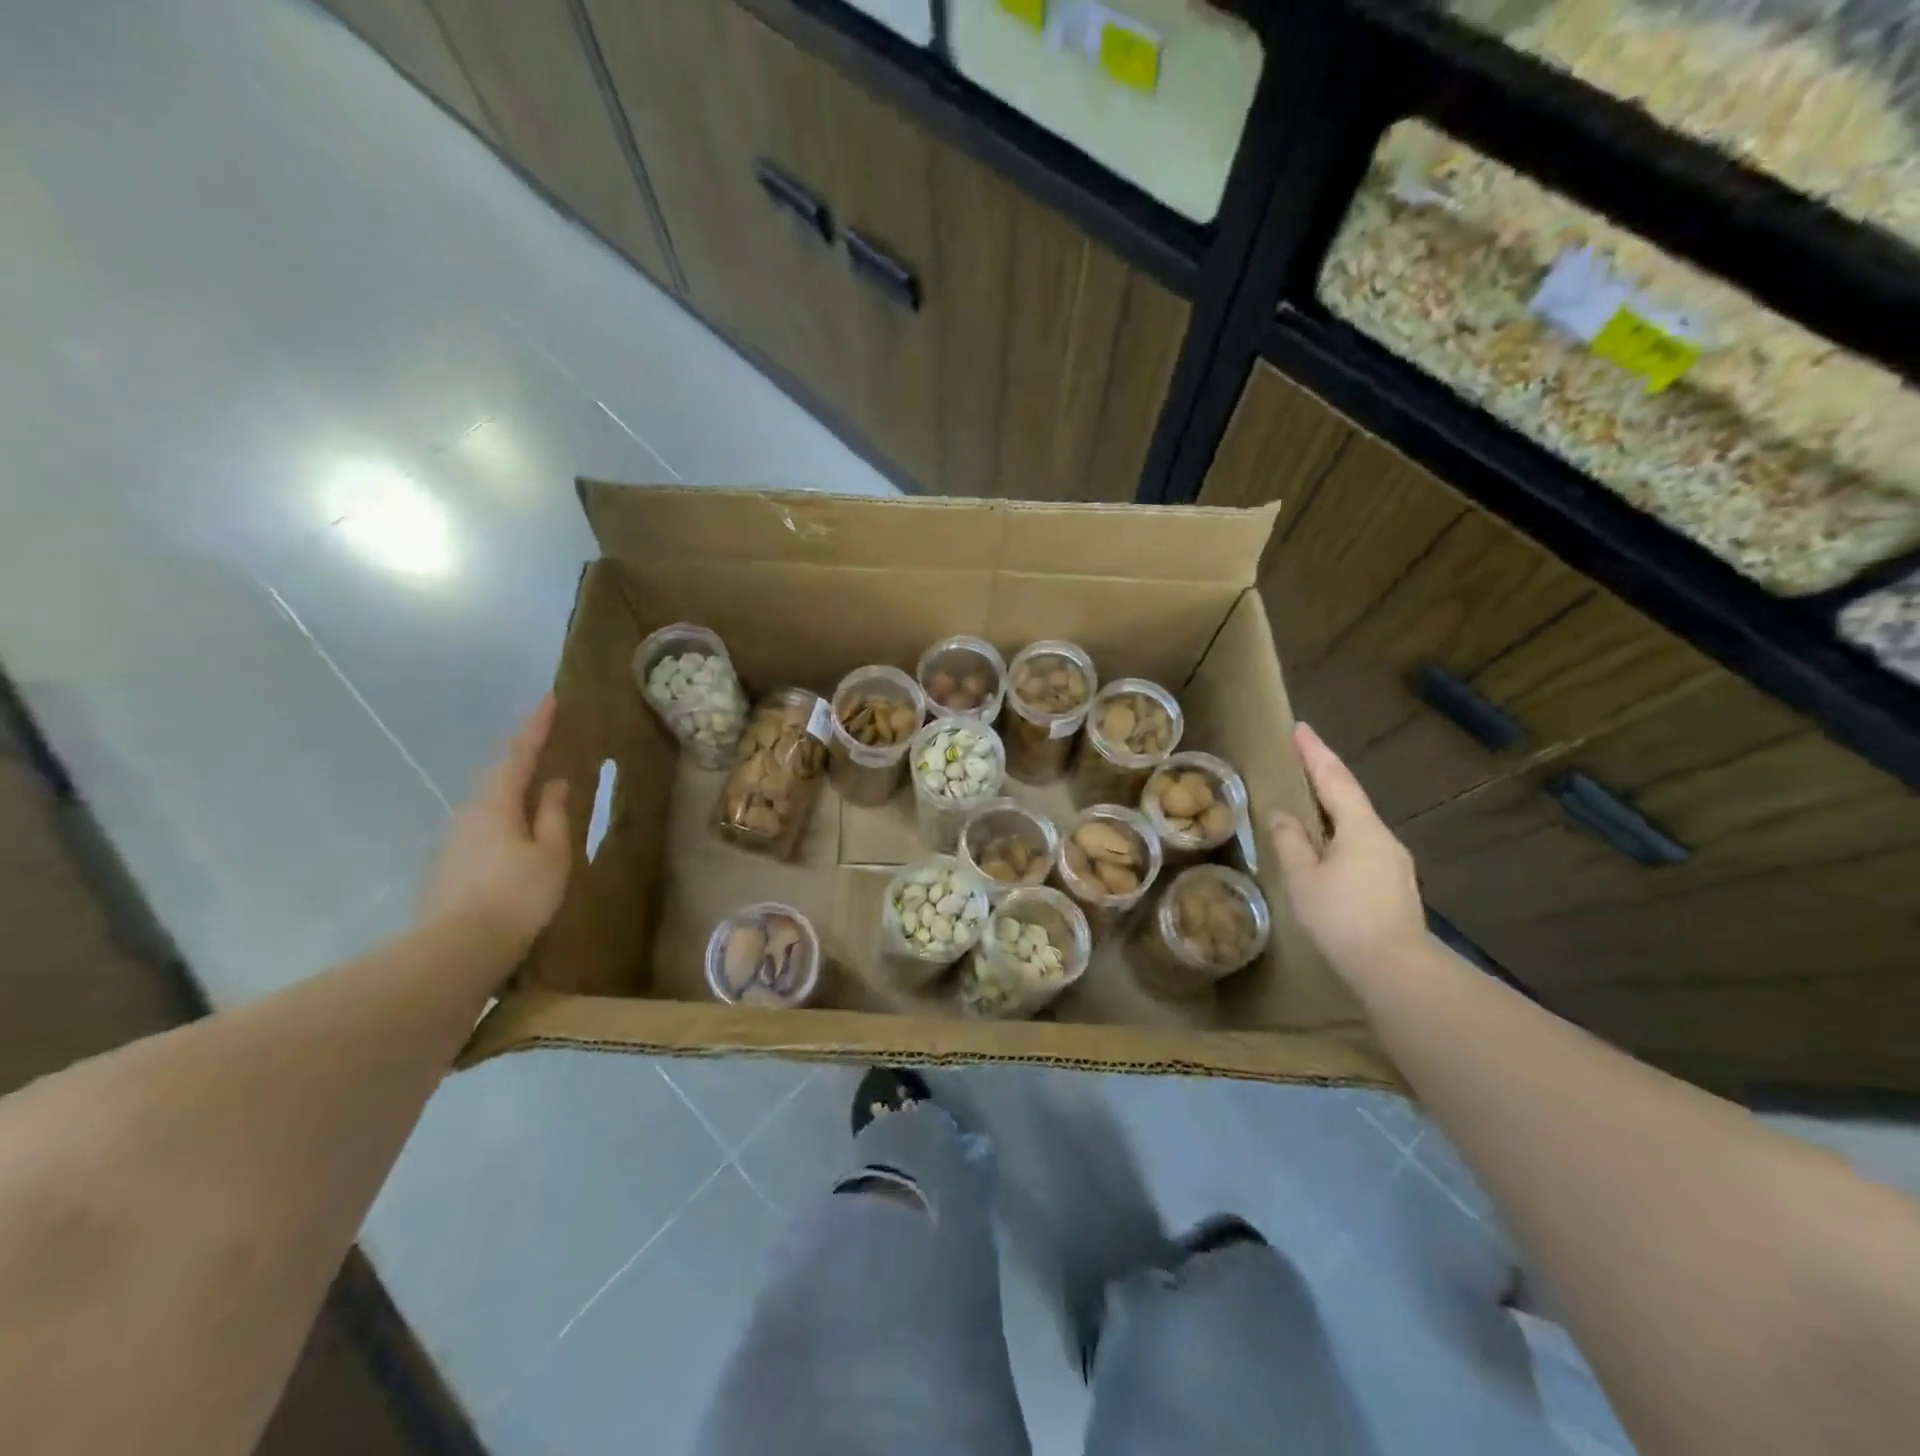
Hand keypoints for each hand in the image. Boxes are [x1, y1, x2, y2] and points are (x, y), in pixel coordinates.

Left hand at [417, 696, 570, 955]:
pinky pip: (486, 827)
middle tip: (549, 741)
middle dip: (524, 756)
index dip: (537, 725)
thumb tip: (554, 782)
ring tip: (540, 788)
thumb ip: (553, 814)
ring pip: (491, 803)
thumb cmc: (516, 896)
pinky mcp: (451, 865)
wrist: (457, 951)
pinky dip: (508, 817)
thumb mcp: (551, 853)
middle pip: (500, 775)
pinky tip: (521, 832)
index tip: (551, 698)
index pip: (520, 753)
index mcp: (496, 803)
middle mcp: (469, 813)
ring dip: (515, 789)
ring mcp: (455, 840)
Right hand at [1268, 723, 1427, 984]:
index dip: (1315, 753)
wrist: (1396, 970)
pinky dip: (1339, 832)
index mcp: (1361, 828)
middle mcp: (1382, 837)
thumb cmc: (1343, 918)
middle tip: (1300, 758)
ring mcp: (1392, 861)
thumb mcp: (1304, 878)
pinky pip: (1361, 844)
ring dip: (1332, 805)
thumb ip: (1290, 841)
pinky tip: (1326, 845)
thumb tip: (1281, 814)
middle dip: (1324, 775)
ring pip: (1357, 822)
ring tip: (1306, 800)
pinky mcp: (1393, 884)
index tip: (1299, 727)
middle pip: (1350, 796)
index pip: (1334, 778)